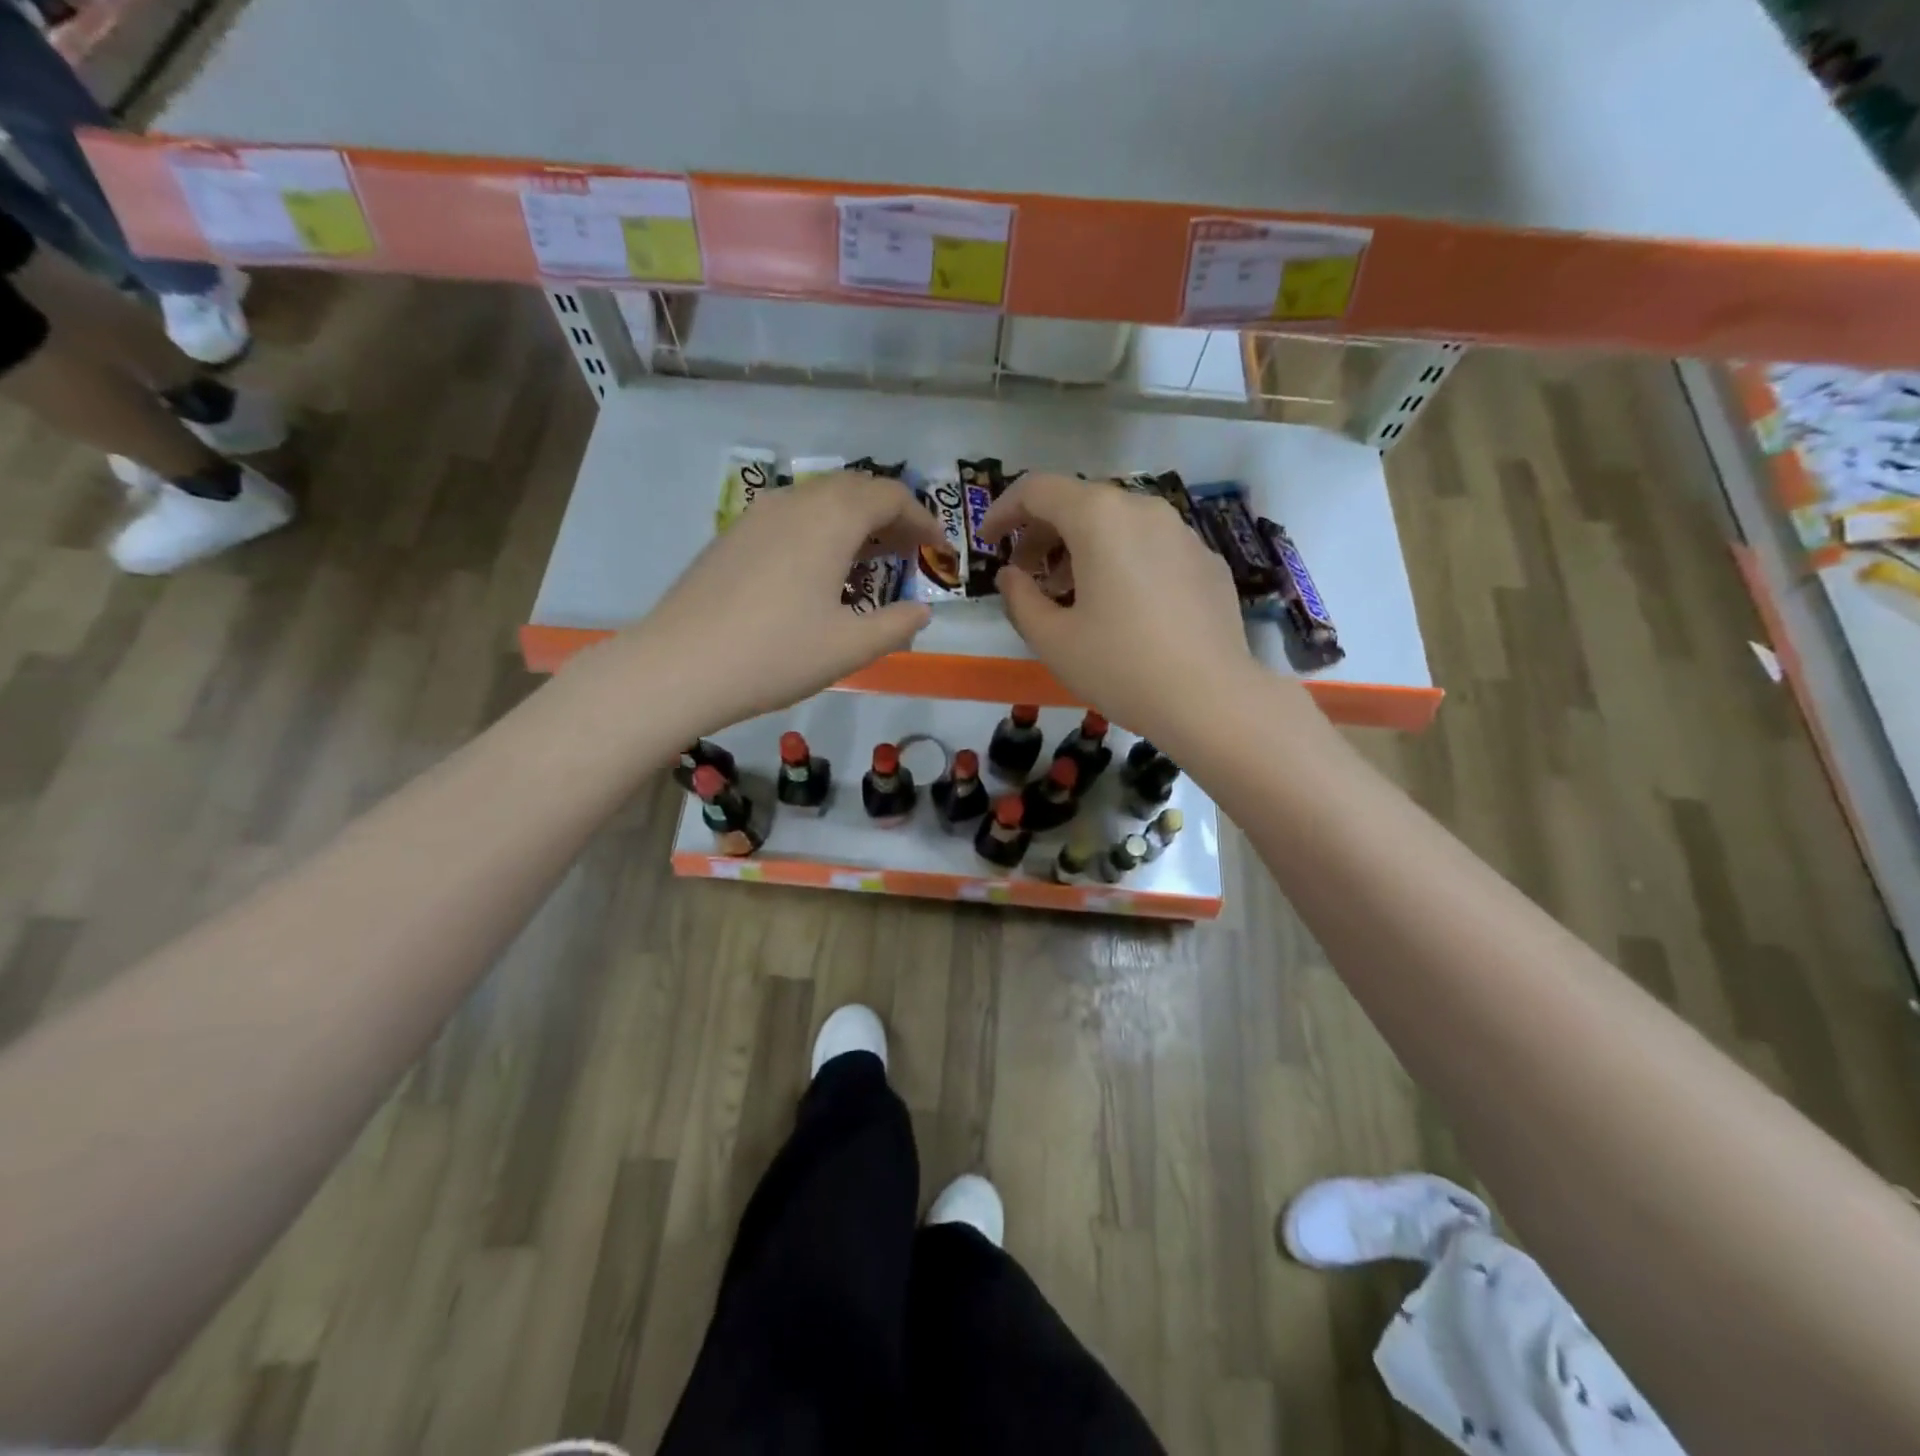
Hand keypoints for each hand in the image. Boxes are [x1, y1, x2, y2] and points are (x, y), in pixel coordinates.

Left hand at [583, 472, 943, 739]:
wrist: (679, 666)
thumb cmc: (775, 655)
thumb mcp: (850, 648)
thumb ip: (896, 626)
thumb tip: (921, 611)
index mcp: (830, 520)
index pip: (889, 496)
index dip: (922, 518)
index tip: (939, 548)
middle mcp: (795, 503)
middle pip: (855, 488)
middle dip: (889, 515)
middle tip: (909, 552)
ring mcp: (757, 515)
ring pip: (819, 500)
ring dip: (853, 521)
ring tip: (869, 561)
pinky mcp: (733, 536)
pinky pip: (791, 516)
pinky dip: (820, 529)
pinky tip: (818, 570)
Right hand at [979, 473, 1267, 747]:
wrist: (1211, 699)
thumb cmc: (1120, 666)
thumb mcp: (1052, 639)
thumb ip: (1019, 598)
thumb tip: (1012, 575)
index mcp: (1100, 518)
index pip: (1038, 489)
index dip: (1003, 511)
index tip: (988, 542)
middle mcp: (1143, 509)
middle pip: (1080, 502)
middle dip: (1043, 533)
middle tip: (1026, 575)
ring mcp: (1182, 532)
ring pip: (1118, 523)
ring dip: (1082, 548)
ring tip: (1070, 594)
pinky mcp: (1206, 561)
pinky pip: (1151, 546)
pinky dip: (1122, 561)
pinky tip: (1121, 607)